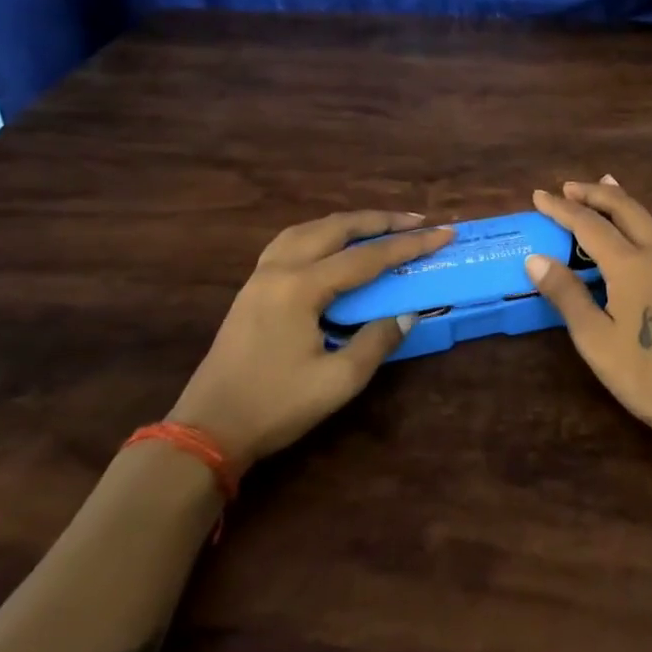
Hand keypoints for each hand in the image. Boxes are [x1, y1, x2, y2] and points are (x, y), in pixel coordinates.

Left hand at [170, 211, 453, 463]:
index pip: (367, 257)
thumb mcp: (338, 381)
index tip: (443, 234)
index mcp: (302, 287)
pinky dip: (320, 233)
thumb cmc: (275, 406)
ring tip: (378, 226)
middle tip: (416, 221)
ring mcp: (260, 276)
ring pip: (309, 229)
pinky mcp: (251, 289)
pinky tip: (330, 245)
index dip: (409, 245)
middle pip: (336, 228)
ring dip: (348, 223)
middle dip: (380, 221)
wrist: (207, 430)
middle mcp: (280, 269)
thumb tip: (406, 314)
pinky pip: (290, 242)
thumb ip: (377, 341)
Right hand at [526, 177, 651, 451]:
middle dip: (595, 193)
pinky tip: (633, 235)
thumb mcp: (596, 340)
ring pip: (647, 219)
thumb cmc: (648, 375)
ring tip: (602, 190)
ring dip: (620, 203)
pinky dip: (637, 222)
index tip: (539, 195)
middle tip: (568, 186)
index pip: (589, 224)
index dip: (561, 208)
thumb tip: (536, 259)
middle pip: (625, 209)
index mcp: (631, 264)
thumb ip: (567, 295)